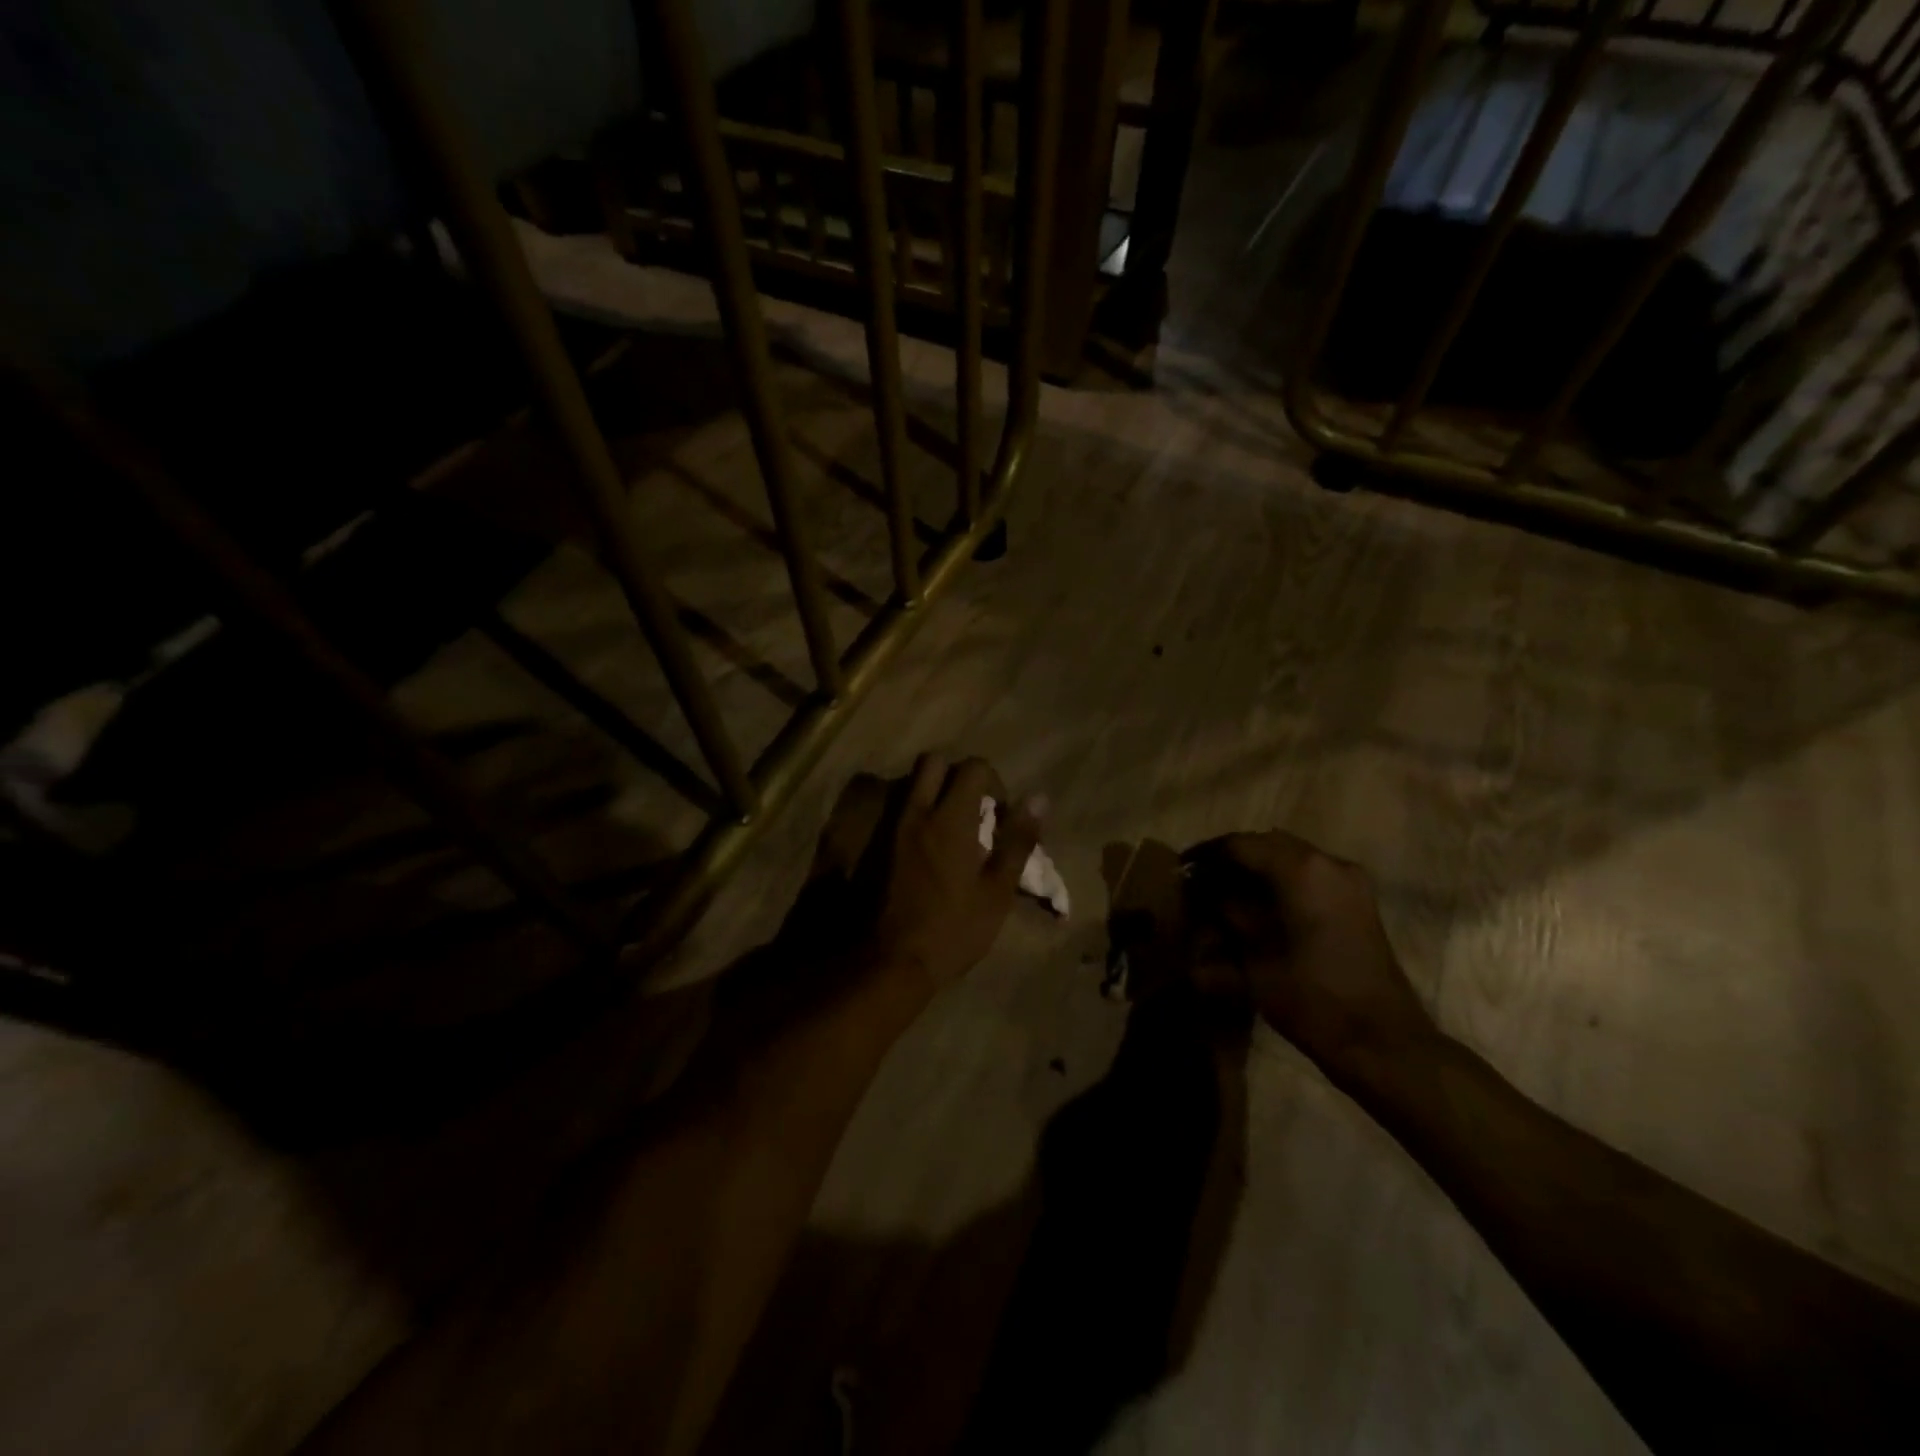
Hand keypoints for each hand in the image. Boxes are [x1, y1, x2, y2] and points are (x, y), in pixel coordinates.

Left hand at [861, 754, 1040, 989]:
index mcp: (951, 818)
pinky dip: (920, 812)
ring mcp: (894, 828)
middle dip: (957, 774)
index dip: (994, 783)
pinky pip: (901, 809)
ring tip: (955, 829)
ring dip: (936, 791)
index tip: (1000, 816)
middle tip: (974, 809)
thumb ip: (1018, 840)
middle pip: (934, 761)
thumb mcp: (998, 890)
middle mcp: (918, 812)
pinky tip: (933, 848)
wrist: (893, 960)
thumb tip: (1038, 799)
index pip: (973, 767)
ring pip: (913, 783)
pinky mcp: (880, 845)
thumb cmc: (954, 928)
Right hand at [1184, 831, 1433, 1079]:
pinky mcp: (1358, 903)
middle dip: (1232, 860)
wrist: (1382, 1043)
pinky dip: (1281, 883)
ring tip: (1226, 896)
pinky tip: (1260, 909)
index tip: (1181, 869)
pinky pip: (1310, 876)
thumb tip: (1204, 894)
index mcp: (1301, 870)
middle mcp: (1327, 863)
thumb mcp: (1253, 959)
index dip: (1207, 855)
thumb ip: (1226, 915)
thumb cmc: (1311, 999)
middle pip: (1267, 845)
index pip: (1240, 845)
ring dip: (1257, 871)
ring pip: (1289, 858)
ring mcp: (1349, 882)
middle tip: (1201, 882)